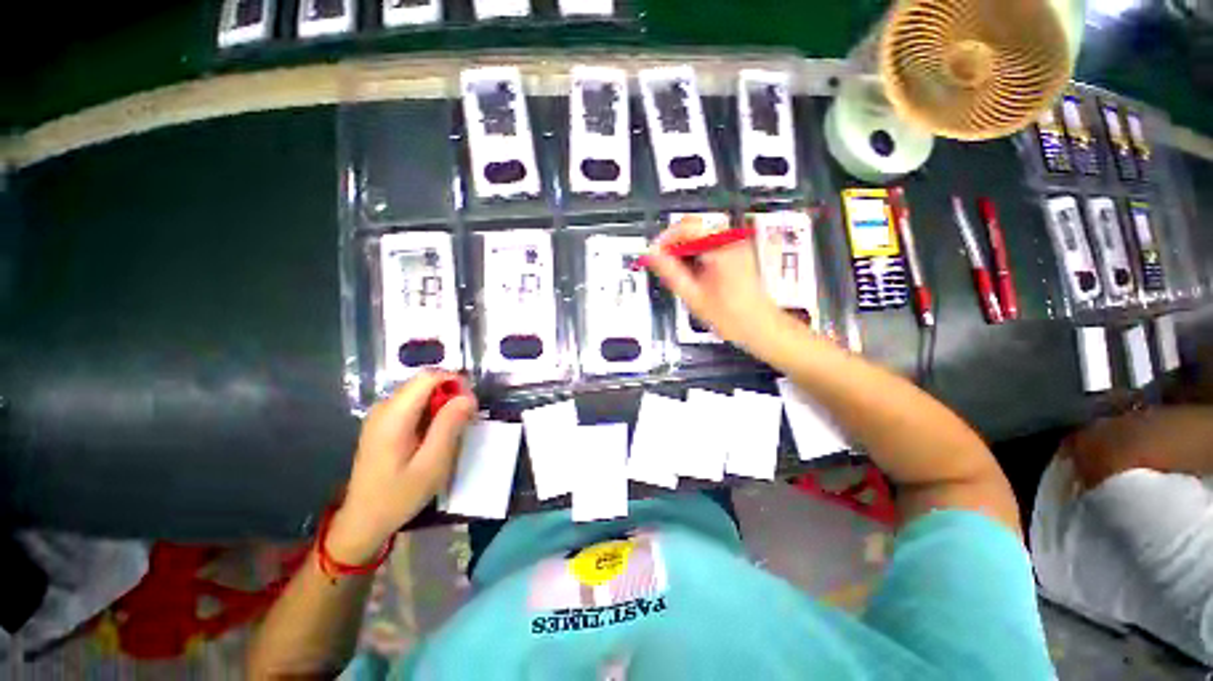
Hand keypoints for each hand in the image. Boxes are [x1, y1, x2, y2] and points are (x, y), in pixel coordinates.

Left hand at [327, 372, 476, 562]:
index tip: (471, 405)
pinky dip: (432, 412)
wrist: (363, 520)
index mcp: (393, 416)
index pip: (428, 377)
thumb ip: (450, 426)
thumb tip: (468, 397)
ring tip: (453, 431)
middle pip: (425, 383)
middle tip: (466, 421)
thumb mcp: (432, 464)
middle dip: (451, 394)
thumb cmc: (399, 496)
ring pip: (421, 392)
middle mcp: (384, 407)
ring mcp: (381, 414)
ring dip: (443, 404)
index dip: (454, 382)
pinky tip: (436, 435)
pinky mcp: (384, 422)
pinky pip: (414, 404)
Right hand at [645, 215, 782, 348]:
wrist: (758, 325)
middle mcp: (731, 241)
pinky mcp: (735, 251)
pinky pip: (708, 243)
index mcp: (722, 248)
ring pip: (699, 235)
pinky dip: (695, 254)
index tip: (654, 253)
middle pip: (693, 228)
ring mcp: (735, 244)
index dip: (665, 238)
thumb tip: (651, 254)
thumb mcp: (693, 295)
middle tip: (663, 265)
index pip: (686, 226)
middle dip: (674, 245)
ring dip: (684, 251)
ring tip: (679, 274)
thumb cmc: (731, 316)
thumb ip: (670, 272)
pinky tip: (692, 274)